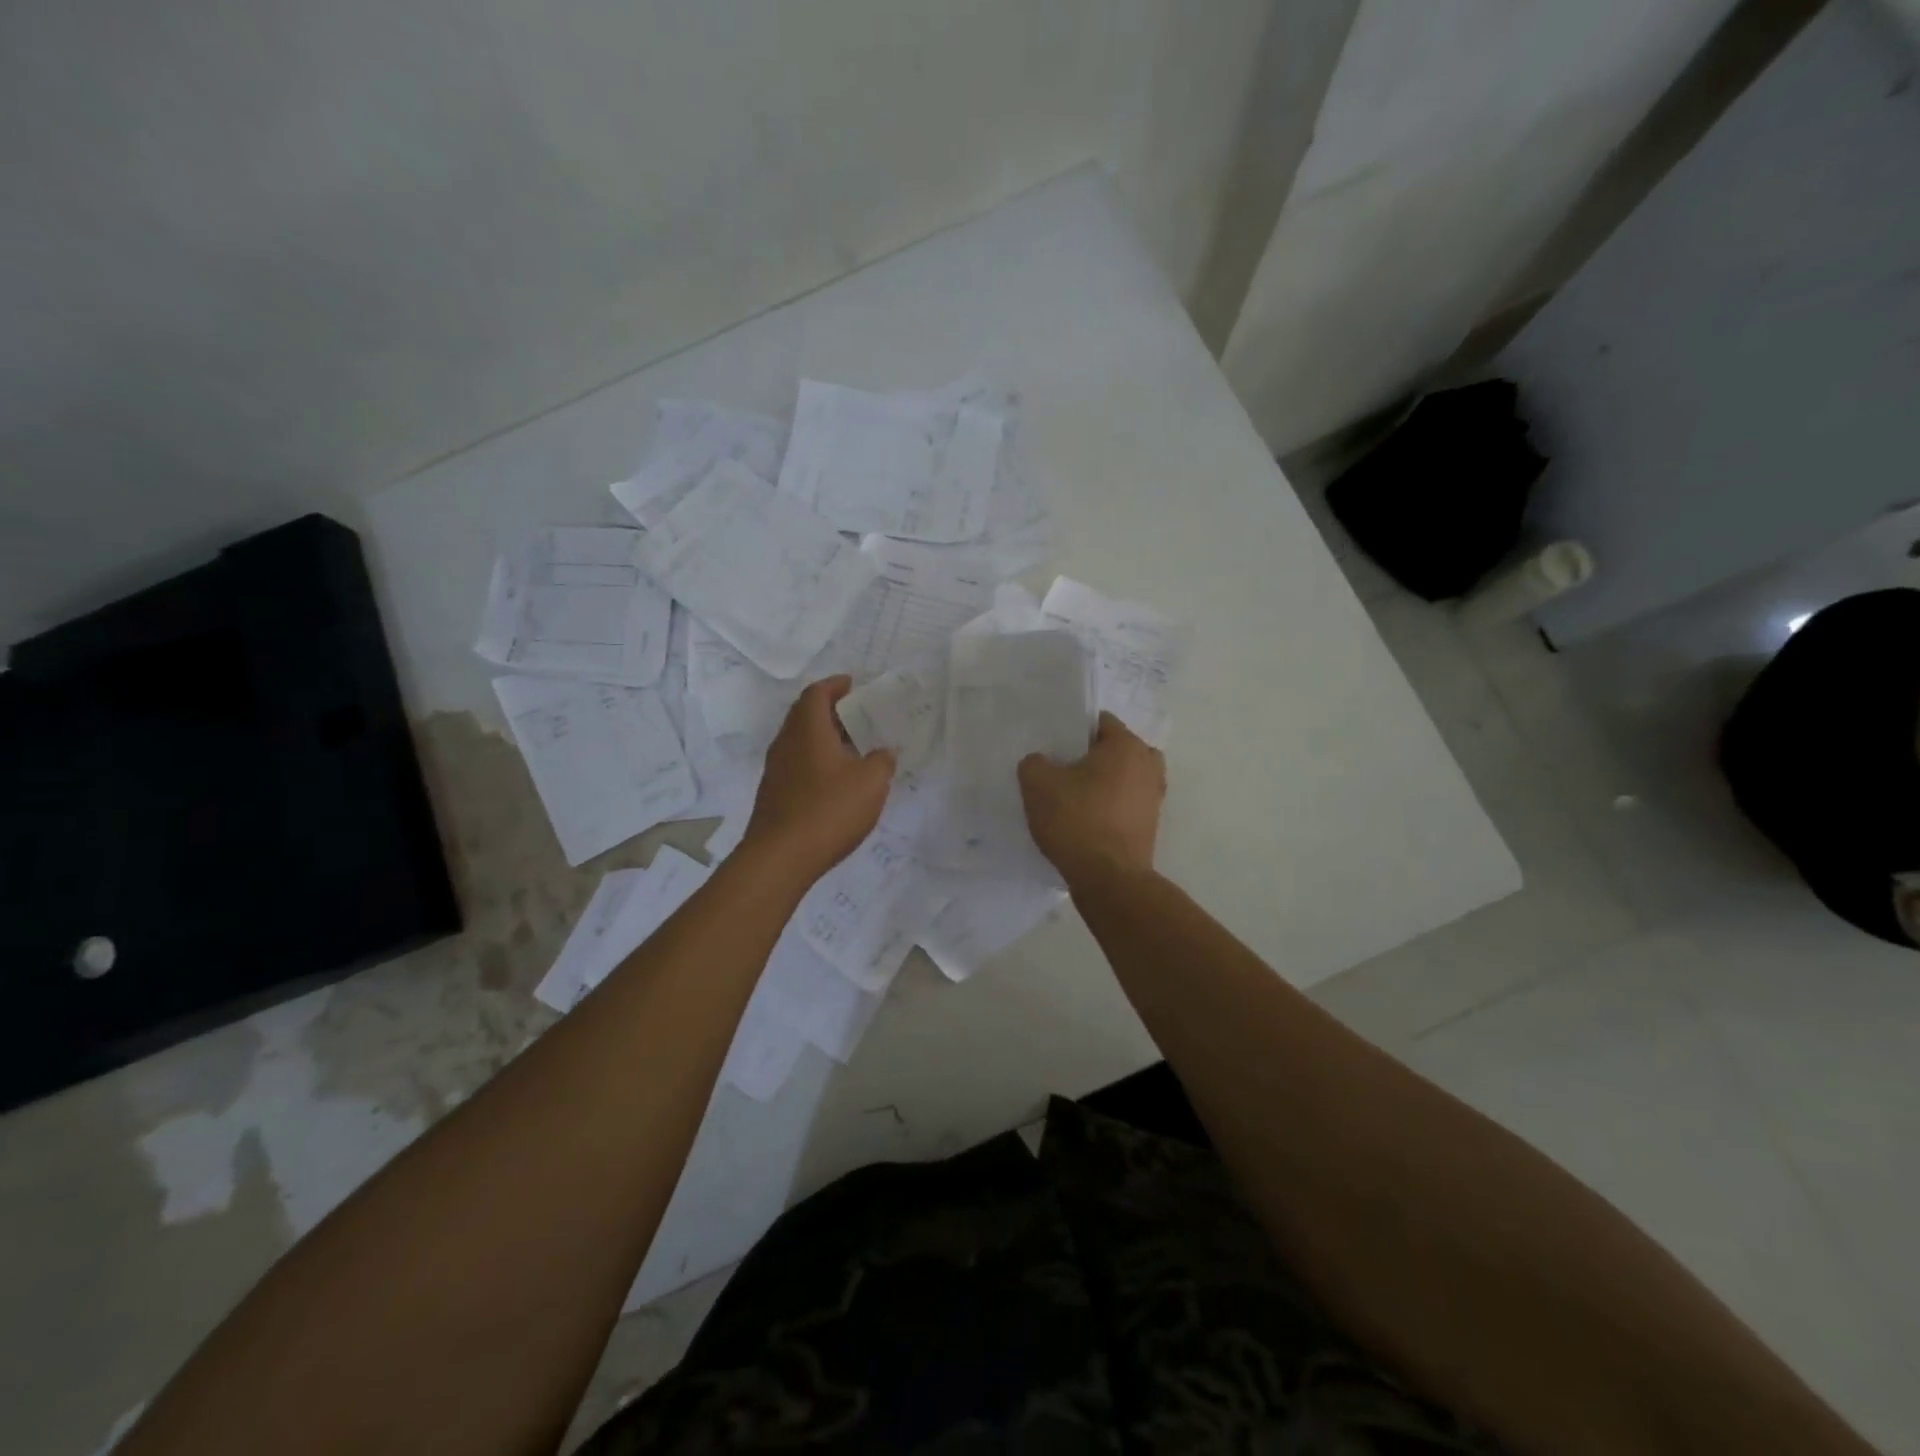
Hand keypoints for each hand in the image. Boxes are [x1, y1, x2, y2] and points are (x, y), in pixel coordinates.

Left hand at [743, 676, 896, 880]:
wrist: (780, 858)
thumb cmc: (829, 810)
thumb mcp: (871, 783)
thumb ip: (882, 761)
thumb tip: (883, 751)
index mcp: (807, 729)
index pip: (817, 693)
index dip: (835, 685)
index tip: (854, 684)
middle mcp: (786, 742)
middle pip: (805, 714)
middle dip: (831, 710)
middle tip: (858, 714)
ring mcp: (776, 769)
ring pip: (800, 741)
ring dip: (824, 738)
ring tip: (853, 747)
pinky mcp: (774, 794)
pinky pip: (798, 764)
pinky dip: (817, 761)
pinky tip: (837, 780)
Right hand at [1018, 711, 1164, 887]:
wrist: (1109, 879)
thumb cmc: (1076, 820)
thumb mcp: (1038, 784)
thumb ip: (1034, 763)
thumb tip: (1041, 763)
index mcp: (1126, 745)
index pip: (1100, 721)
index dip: (1073, 731)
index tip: (1053, 747)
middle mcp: (1148, 765)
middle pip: (1115, 749)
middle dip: (1090, 757)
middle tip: (1062, 770)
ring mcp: (1154, 797)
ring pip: (1122, 778)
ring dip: (1102, 783)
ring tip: (1072, 797)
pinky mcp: (1150, 825)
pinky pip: (1125, 804)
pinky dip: (1109, 807)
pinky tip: (1083, 821)